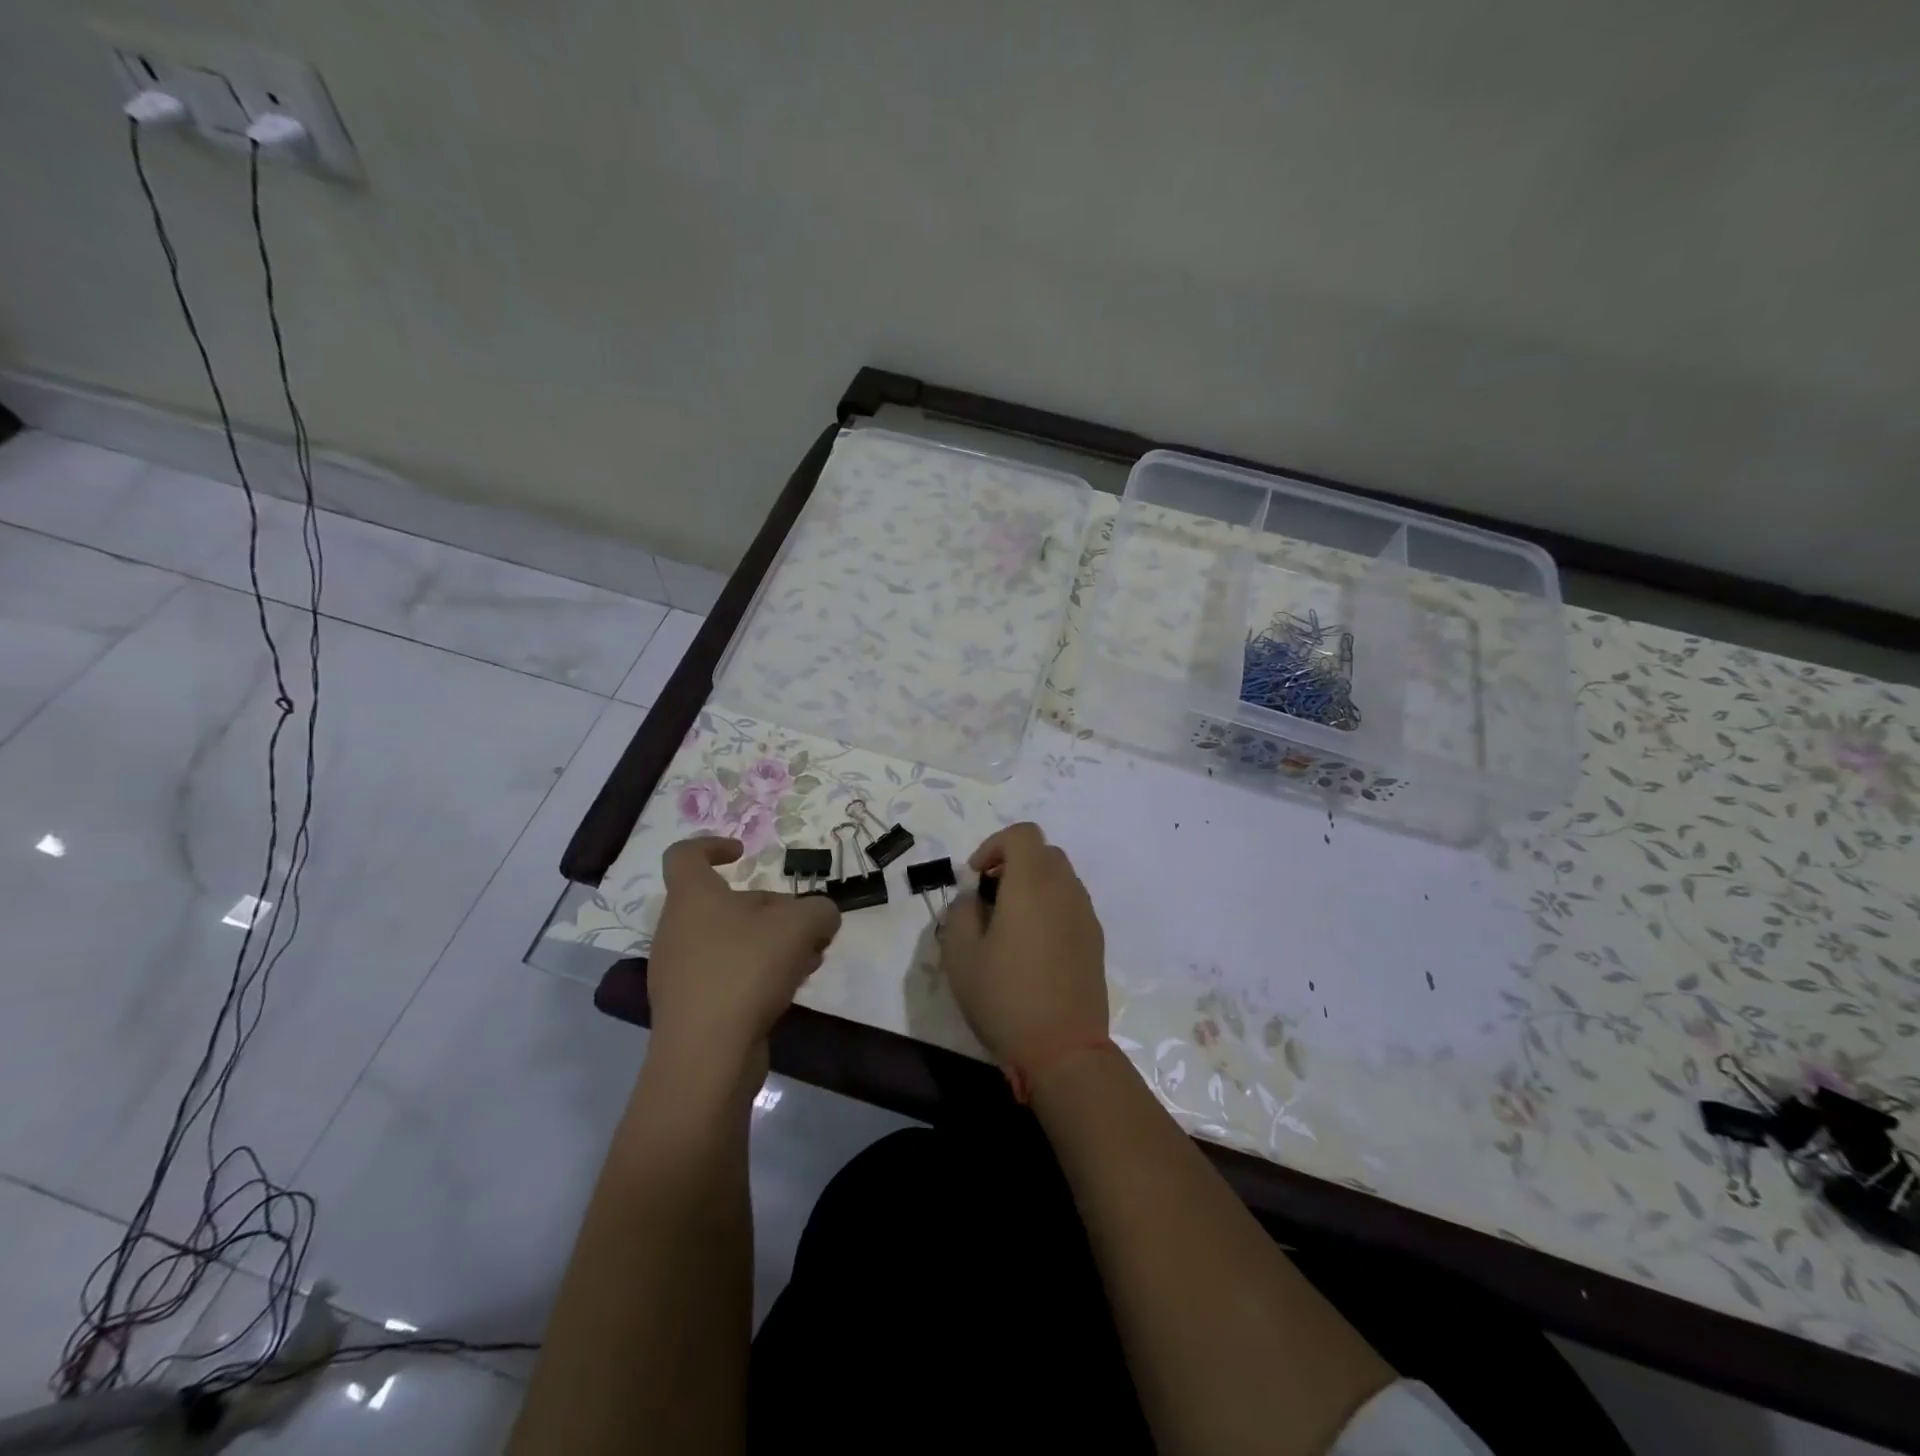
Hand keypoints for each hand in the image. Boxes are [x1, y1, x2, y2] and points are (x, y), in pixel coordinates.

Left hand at [646, 836, 841, 1073]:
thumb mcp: (800, 925)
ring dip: (770, 944)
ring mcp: (679, 971)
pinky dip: (757, 974)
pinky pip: (727, 975)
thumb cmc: (745, 970)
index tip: (744, 854)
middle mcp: (677, 929)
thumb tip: (822, 916)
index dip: (712, 845)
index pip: (685, 855)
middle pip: (724, 903)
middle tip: (803, 924)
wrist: (706, 1056)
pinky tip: (789, 990)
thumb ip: (820, 910)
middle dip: (769, 909)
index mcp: (692, 898)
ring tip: (808, 960)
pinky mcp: (689, 1008)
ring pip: (731, 941)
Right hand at [940, 823, 1107, 1067]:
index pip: (1023, 835)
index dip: (994, 845)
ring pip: (1060, 878)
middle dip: (1013, 863)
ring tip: (1009, 923)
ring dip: (1033, 884)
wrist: (1063, 1049)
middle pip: (1044, 852)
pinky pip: (1071, 904)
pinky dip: (1050, 906)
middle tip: (989, 895)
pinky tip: (1032, 946)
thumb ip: (961, 912)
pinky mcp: (1095, 940)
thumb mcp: (960, 955)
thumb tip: (974, 898)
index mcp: (1032, 884)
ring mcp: (1085, 915)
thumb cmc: (1005, 997)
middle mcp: (1065, 890)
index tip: (976, 877)